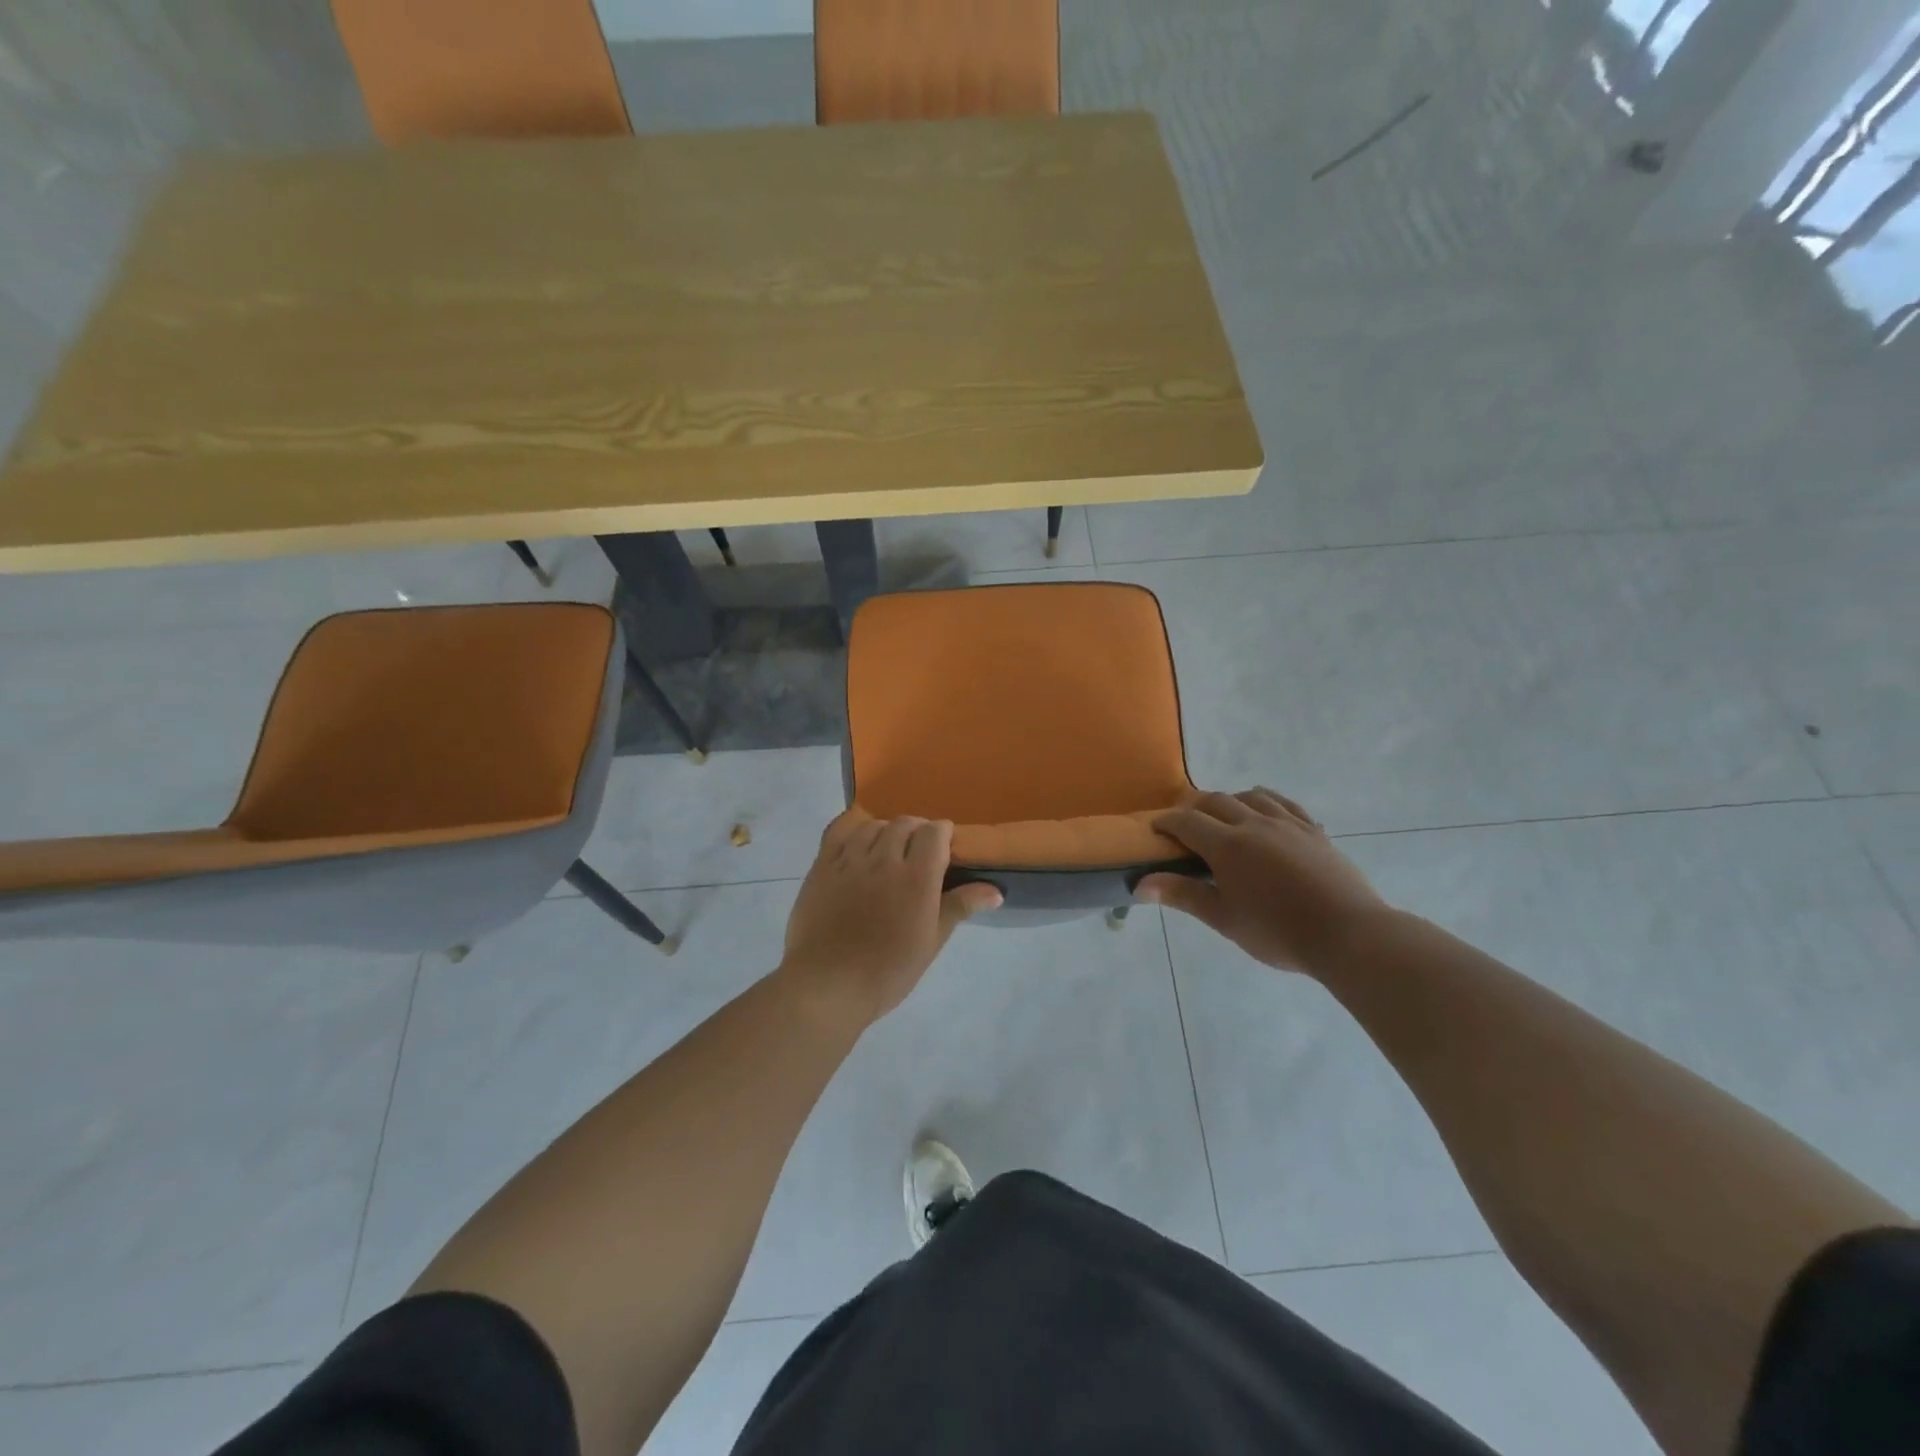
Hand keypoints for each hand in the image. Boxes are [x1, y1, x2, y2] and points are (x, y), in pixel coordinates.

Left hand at [779, 812, 1002, 1029]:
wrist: (828, 985)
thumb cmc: (888, 970)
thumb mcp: (931, 941)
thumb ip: (960, 907)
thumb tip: (995, 891)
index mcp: (917, 877)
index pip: (934, 832)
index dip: (943, 833)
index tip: (946, 846)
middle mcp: (884, 859)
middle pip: (904, 824)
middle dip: (917, 830)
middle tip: (919, 851)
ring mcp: (850, 860)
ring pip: (874, 825)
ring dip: (887, 830)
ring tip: (889, 848)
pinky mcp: (822, 865)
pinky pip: (839, 830)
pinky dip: (853, 827)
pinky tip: (858, 837)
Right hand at [1136, 789, 1387, 974]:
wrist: (1348, 934)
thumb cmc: (1278, 931)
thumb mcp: (1224, 918)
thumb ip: (1183, 895)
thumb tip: (1140, 884)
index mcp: (1227, 845)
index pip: (1187, 822)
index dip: (1167, 822)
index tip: (1155, 829)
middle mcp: (1254, 824)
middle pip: (1217, 801)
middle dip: (1195, 807)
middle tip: (1185, 823)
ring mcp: (1288, 824)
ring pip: (1252, 796)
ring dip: (1231, 800)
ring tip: (1225, 815)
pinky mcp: (1314, 831)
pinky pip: (1286, 804)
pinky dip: (1268, 802)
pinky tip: (1268, 813)